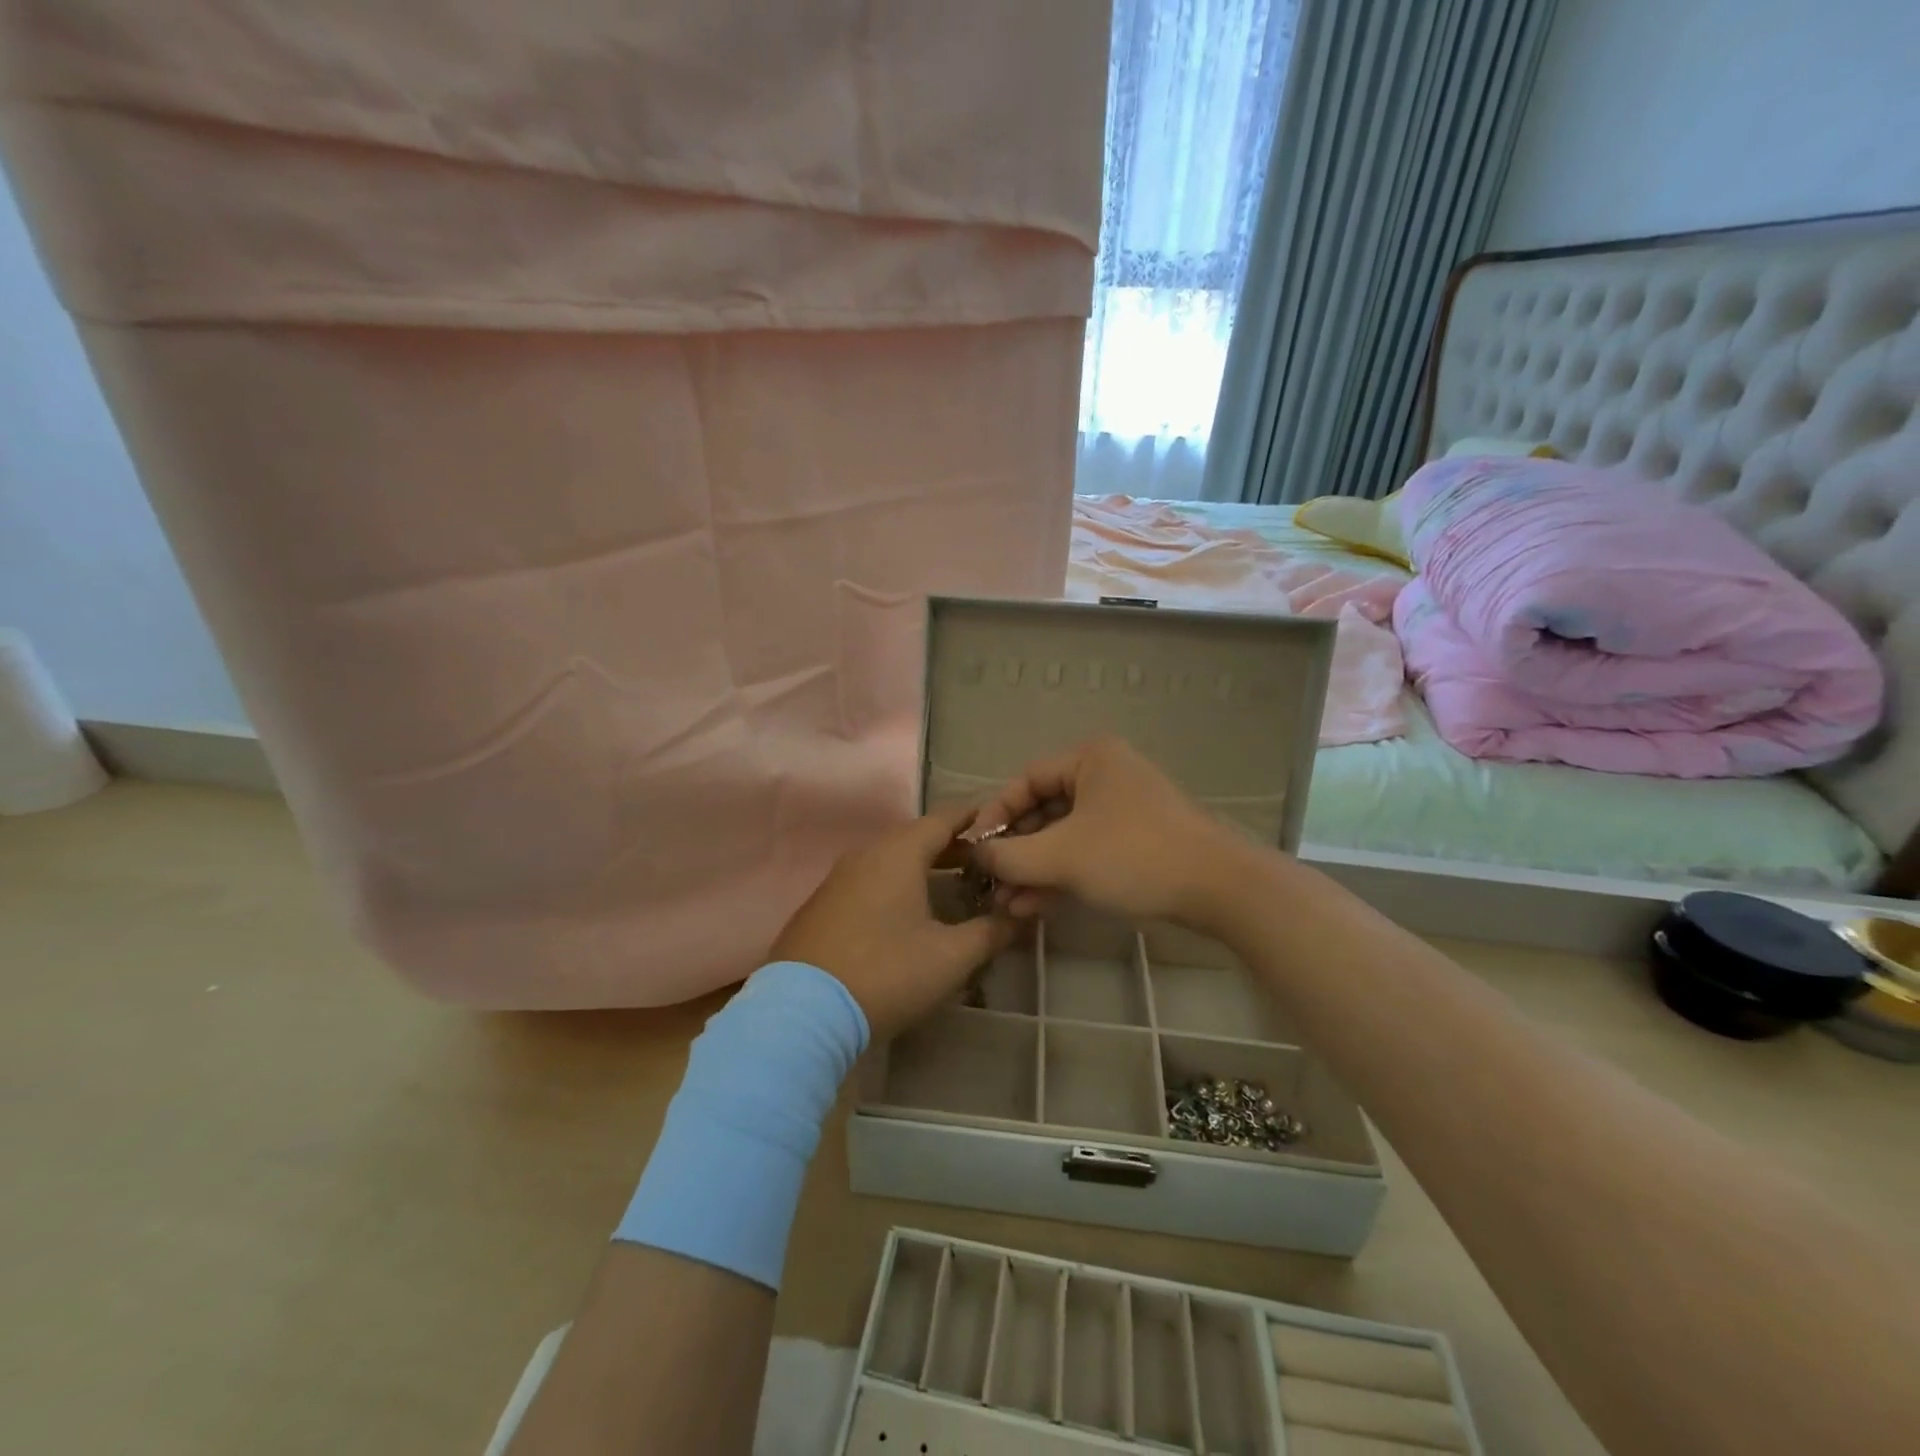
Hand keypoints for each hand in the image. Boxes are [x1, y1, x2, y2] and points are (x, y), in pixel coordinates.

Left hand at [769, 800, 1014, 1039]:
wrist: (802, 1012)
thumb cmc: (886, 973)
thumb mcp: (950, 957)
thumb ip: (990, 932)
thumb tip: (1019, 916)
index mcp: (899, 852)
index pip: (945, 818)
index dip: (976, 821)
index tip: (1003, 829)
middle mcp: (866, 853)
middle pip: (916, 836)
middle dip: (952, 846)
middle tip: (984, 864)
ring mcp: (838, 878)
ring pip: (890, 858)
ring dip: (923, 866)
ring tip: (951, 886)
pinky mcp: (822, 905)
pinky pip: (869, 879)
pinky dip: (896, 883)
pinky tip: (906, 913)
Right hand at [969, 736, 1248, 928]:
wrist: (1219, 889)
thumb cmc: (1134, 856)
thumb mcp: (1061, 856)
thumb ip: (1009, 855)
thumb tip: (975, 855)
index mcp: (1090, 759)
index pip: (1025, 780)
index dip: (994, 815)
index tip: (974, 850)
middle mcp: (1106, 776)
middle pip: (1043, 810)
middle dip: (1015, 852)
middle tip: (990, 883)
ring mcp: (1123, 810)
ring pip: (1064, 837)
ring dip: (1034, 870)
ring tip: (1007, 904)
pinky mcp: (1136, 842)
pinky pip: (1086, 852)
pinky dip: (1061, 876)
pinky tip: (1033, 906)